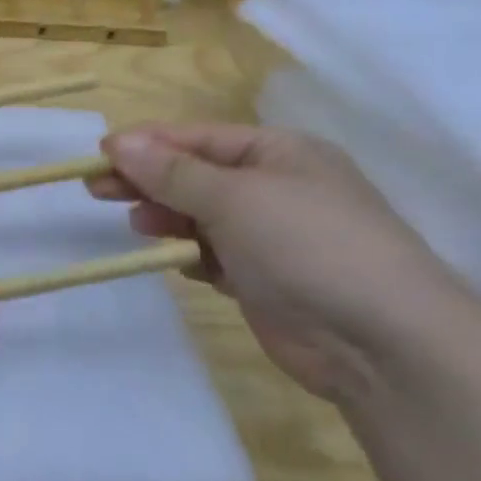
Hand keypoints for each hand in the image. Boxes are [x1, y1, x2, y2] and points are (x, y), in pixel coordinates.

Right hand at [89, 123, 479, 401]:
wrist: (383, 342)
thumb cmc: (307, 245)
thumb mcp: (234, 197)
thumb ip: (171, 172)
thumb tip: (117, 141)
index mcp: (280, 152)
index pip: (199, 138)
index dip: (148, 144)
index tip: (100, 154)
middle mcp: (277, 188)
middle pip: (196, 176)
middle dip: (149, 181)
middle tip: (96, 190)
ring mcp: (273, 237)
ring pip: (202, 217)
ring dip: (168, 218)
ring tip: (137, 225)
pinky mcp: (267, 282)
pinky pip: (215, 256)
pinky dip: (192, 255)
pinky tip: (174, 260)